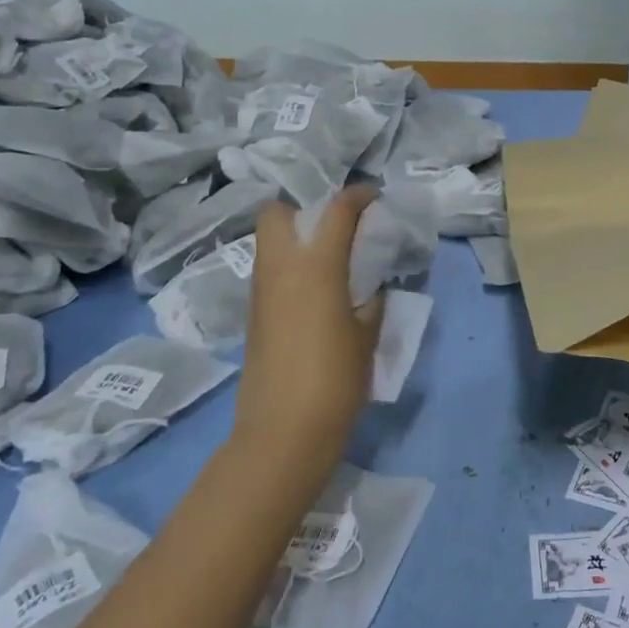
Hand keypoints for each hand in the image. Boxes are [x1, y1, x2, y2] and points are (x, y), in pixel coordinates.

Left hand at [237, 186, 384, 455]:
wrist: (283, 431)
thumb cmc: (334, 380)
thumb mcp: (366, 336)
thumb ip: (370, 301)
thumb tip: (368, 286)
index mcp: (316, 266)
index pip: (336, 210)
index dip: (357, 195)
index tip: (374, 197)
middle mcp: (281, 267)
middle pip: (277, 212)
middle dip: (304, 206)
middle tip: (334, 224)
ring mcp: (261, 290)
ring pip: (269, 240)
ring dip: (295, 234)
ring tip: (329, 253)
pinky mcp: (254, 313)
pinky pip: (270, 269)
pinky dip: (289, 263)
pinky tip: (315, 286)